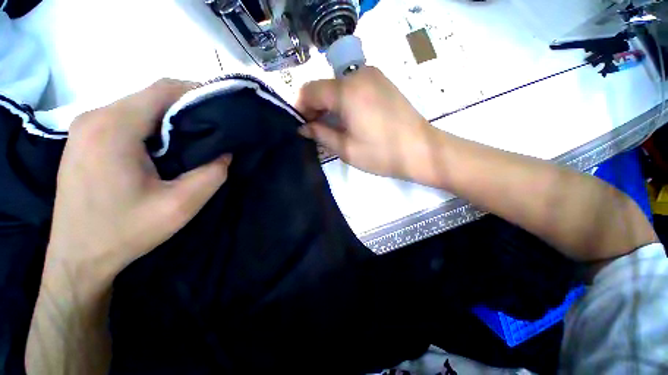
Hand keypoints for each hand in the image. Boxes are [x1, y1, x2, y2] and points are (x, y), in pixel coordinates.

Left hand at [45, 79, 231, 288]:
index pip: (163, 89)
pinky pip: (126, 119)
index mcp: (113, 128)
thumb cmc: (125, 232)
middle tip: (214, 128)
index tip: (222, 108)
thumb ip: (212, 174)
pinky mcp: (84, 139)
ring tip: (195, 139)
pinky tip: (166, 147)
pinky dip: (153, 126)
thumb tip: (225, 153)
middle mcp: (95, 117)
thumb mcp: (180, 206)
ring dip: (170, 117)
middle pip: (151, 96)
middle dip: (187, 107)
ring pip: (139, 106)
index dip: (197, 92)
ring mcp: (85, 127)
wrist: (78, 258)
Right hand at [296, 66, 434, 179]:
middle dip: (315, 106)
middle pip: (324, 86)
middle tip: (316, 129)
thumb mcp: (345, 148)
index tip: (302, 125)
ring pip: (338, 85)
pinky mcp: (382, 82)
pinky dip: (344, 100)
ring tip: (332, 126)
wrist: (420, 150)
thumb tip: (303, 128)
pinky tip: (348, 118)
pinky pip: (353, 86)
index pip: (310, 90)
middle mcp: (358, 75)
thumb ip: (320, 134)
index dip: (300, 107)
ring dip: (329, 104)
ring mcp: (373, 75)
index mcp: (346, 91)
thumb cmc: (381, 153)